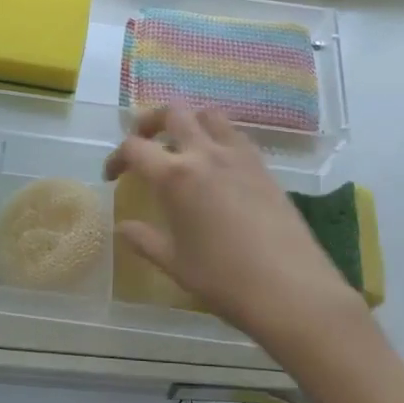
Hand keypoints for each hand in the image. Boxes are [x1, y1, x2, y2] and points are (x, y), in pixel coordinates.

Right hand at [104, 108, 367, 350]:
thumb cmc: (224, 280)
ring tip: (181, 144)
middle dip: (150, 121)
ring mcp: (238, 156)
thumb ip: (144, 240)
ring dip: (189, 121)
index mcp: (175, 176)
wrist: (291, 289)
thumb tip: (122, 227)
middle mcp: (205, 154)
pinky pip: (235, 135)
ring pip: (208, 114)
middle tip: (143, 142)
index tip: (113, 176)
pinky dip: (218, 137)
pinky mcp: (264, 166)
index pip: (135, 147)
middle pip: (173, 113)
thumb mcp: (175, 264)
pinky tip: (217, 164)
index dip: (117, 158)